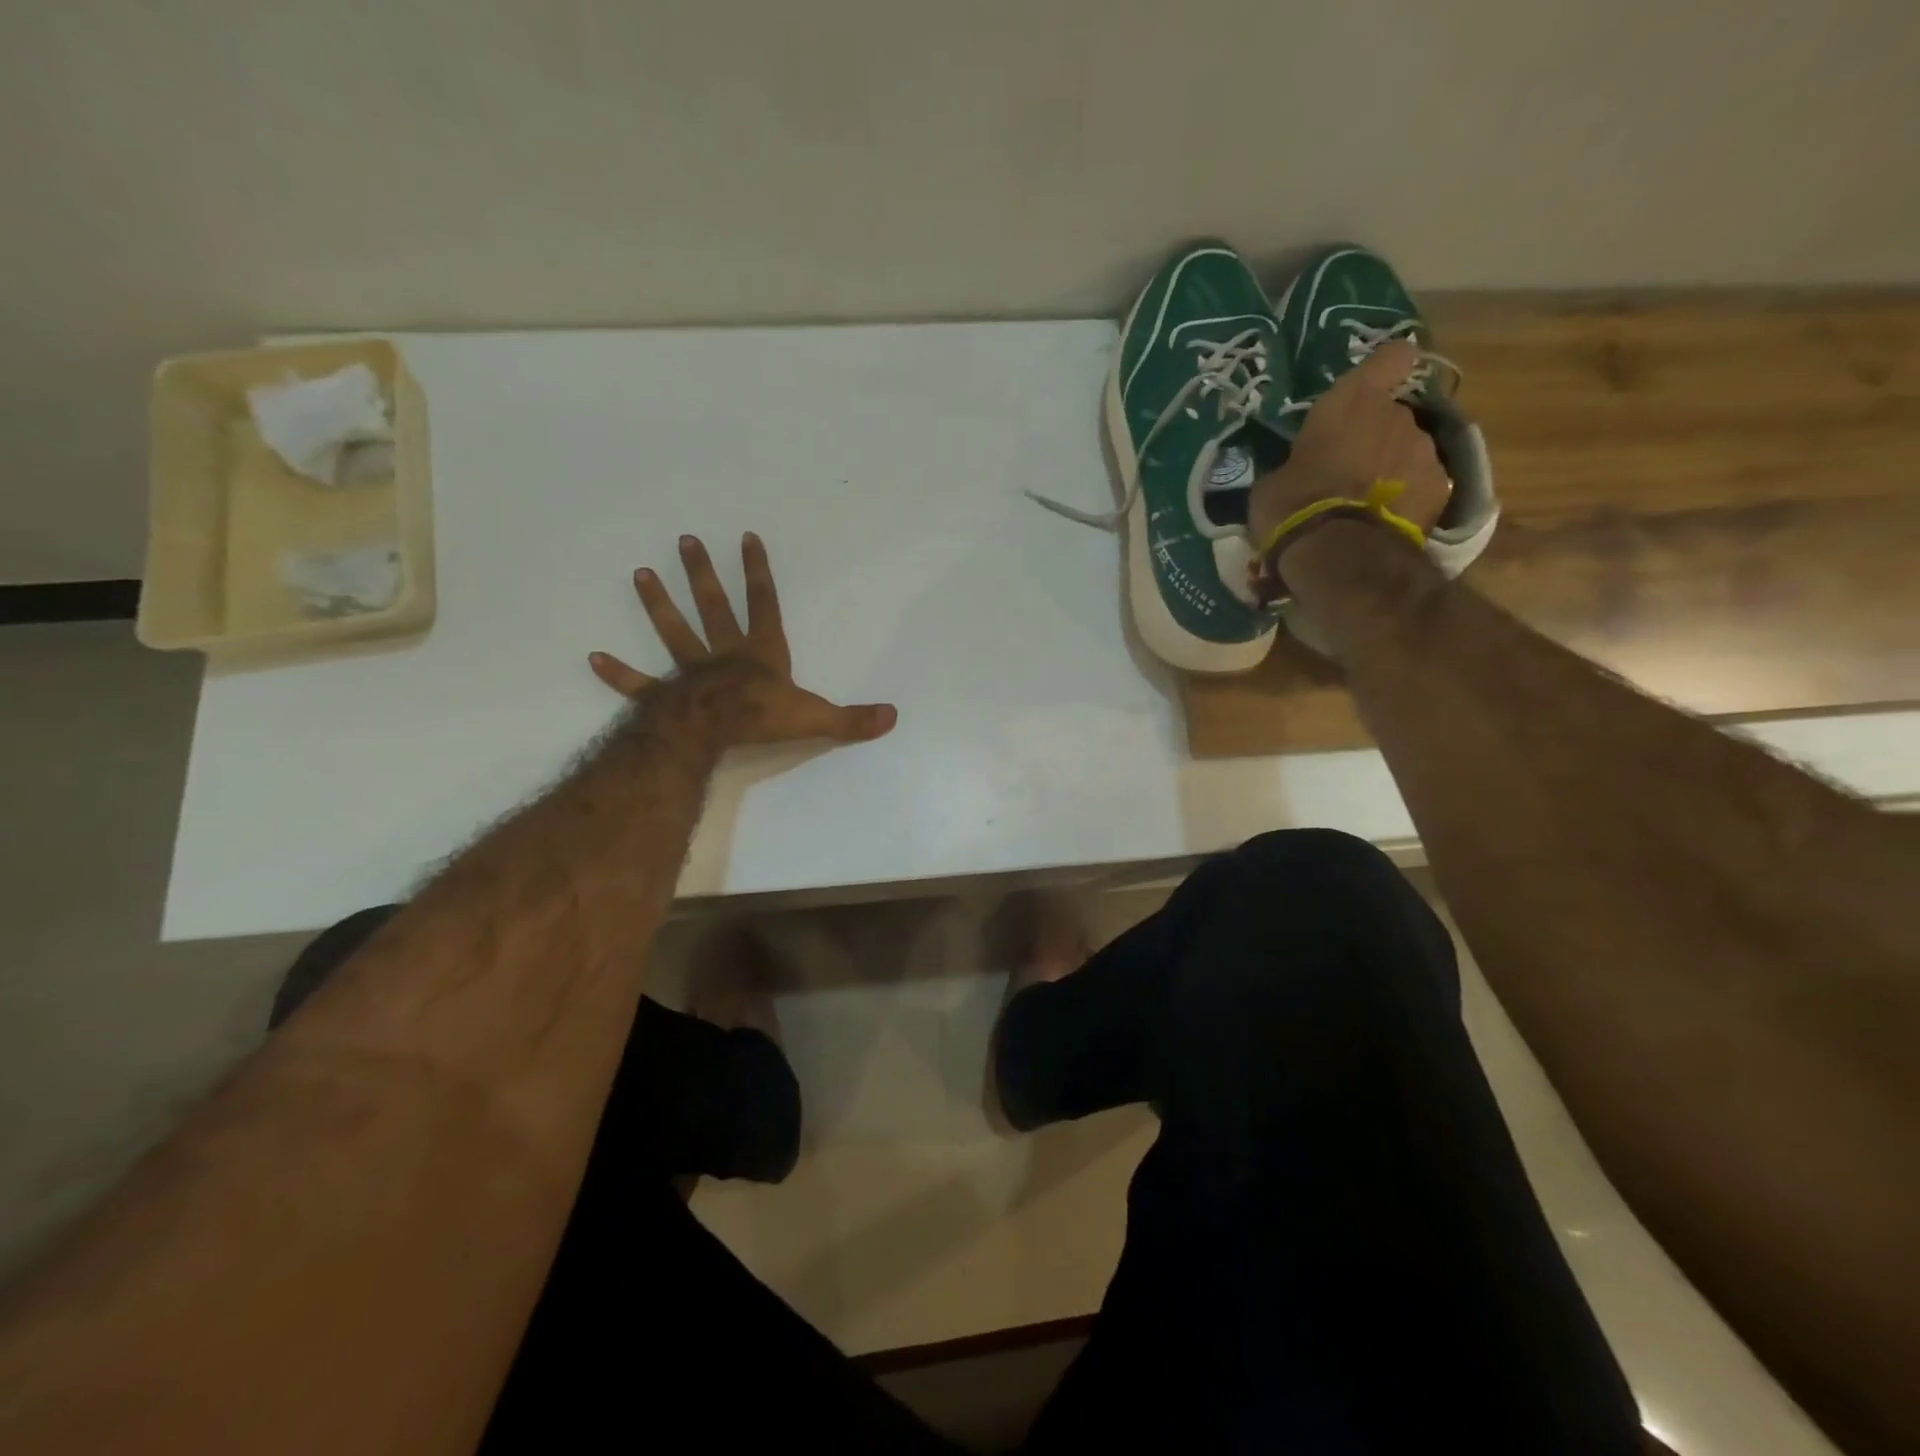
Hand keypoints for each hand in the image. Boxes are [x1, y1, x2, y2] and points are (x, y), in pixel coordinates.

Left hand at [589, 533, 897, 748]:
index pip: (763, 603)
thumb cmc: (764, 717)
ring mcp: (690, 672)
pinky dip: (618, 674)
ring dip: (658, 605)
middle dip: (701, 573)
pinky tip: (593, 658)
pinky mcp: (664, 696)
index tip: (746, 537)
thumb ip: (852, 719)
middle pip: (712, 606)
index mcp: (760, 653)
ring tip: (640, 574)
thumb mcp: (817, 718)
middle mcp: (724, 653)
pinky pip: (639, 683)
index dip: (757, 571)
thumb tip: (893, 717)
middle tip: (684, 540)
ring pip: (673, 632)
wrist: (715, 732)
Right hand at [1247, 340, 1452, 550]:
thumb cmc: (1293, 506)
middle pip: (1393, 416)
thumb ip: (1296, 465)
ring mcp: (1425, 451)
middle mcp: (1398, 416)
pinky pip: (1422, 486)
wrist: (1338, 553)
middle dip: (1376, 439)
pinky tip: (1384, 523)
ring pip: (1409, 452)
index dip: (1384, 369)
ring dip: (1393, 470)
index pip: (1389, 358)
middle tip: (1349, 472)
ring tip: (1367, 504)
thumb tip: (1299, 472)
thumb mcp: (1273, 483)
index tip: (1376, 384)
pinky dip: (1407, 499)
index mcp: (1353, 402)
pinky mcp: (1441, 489)